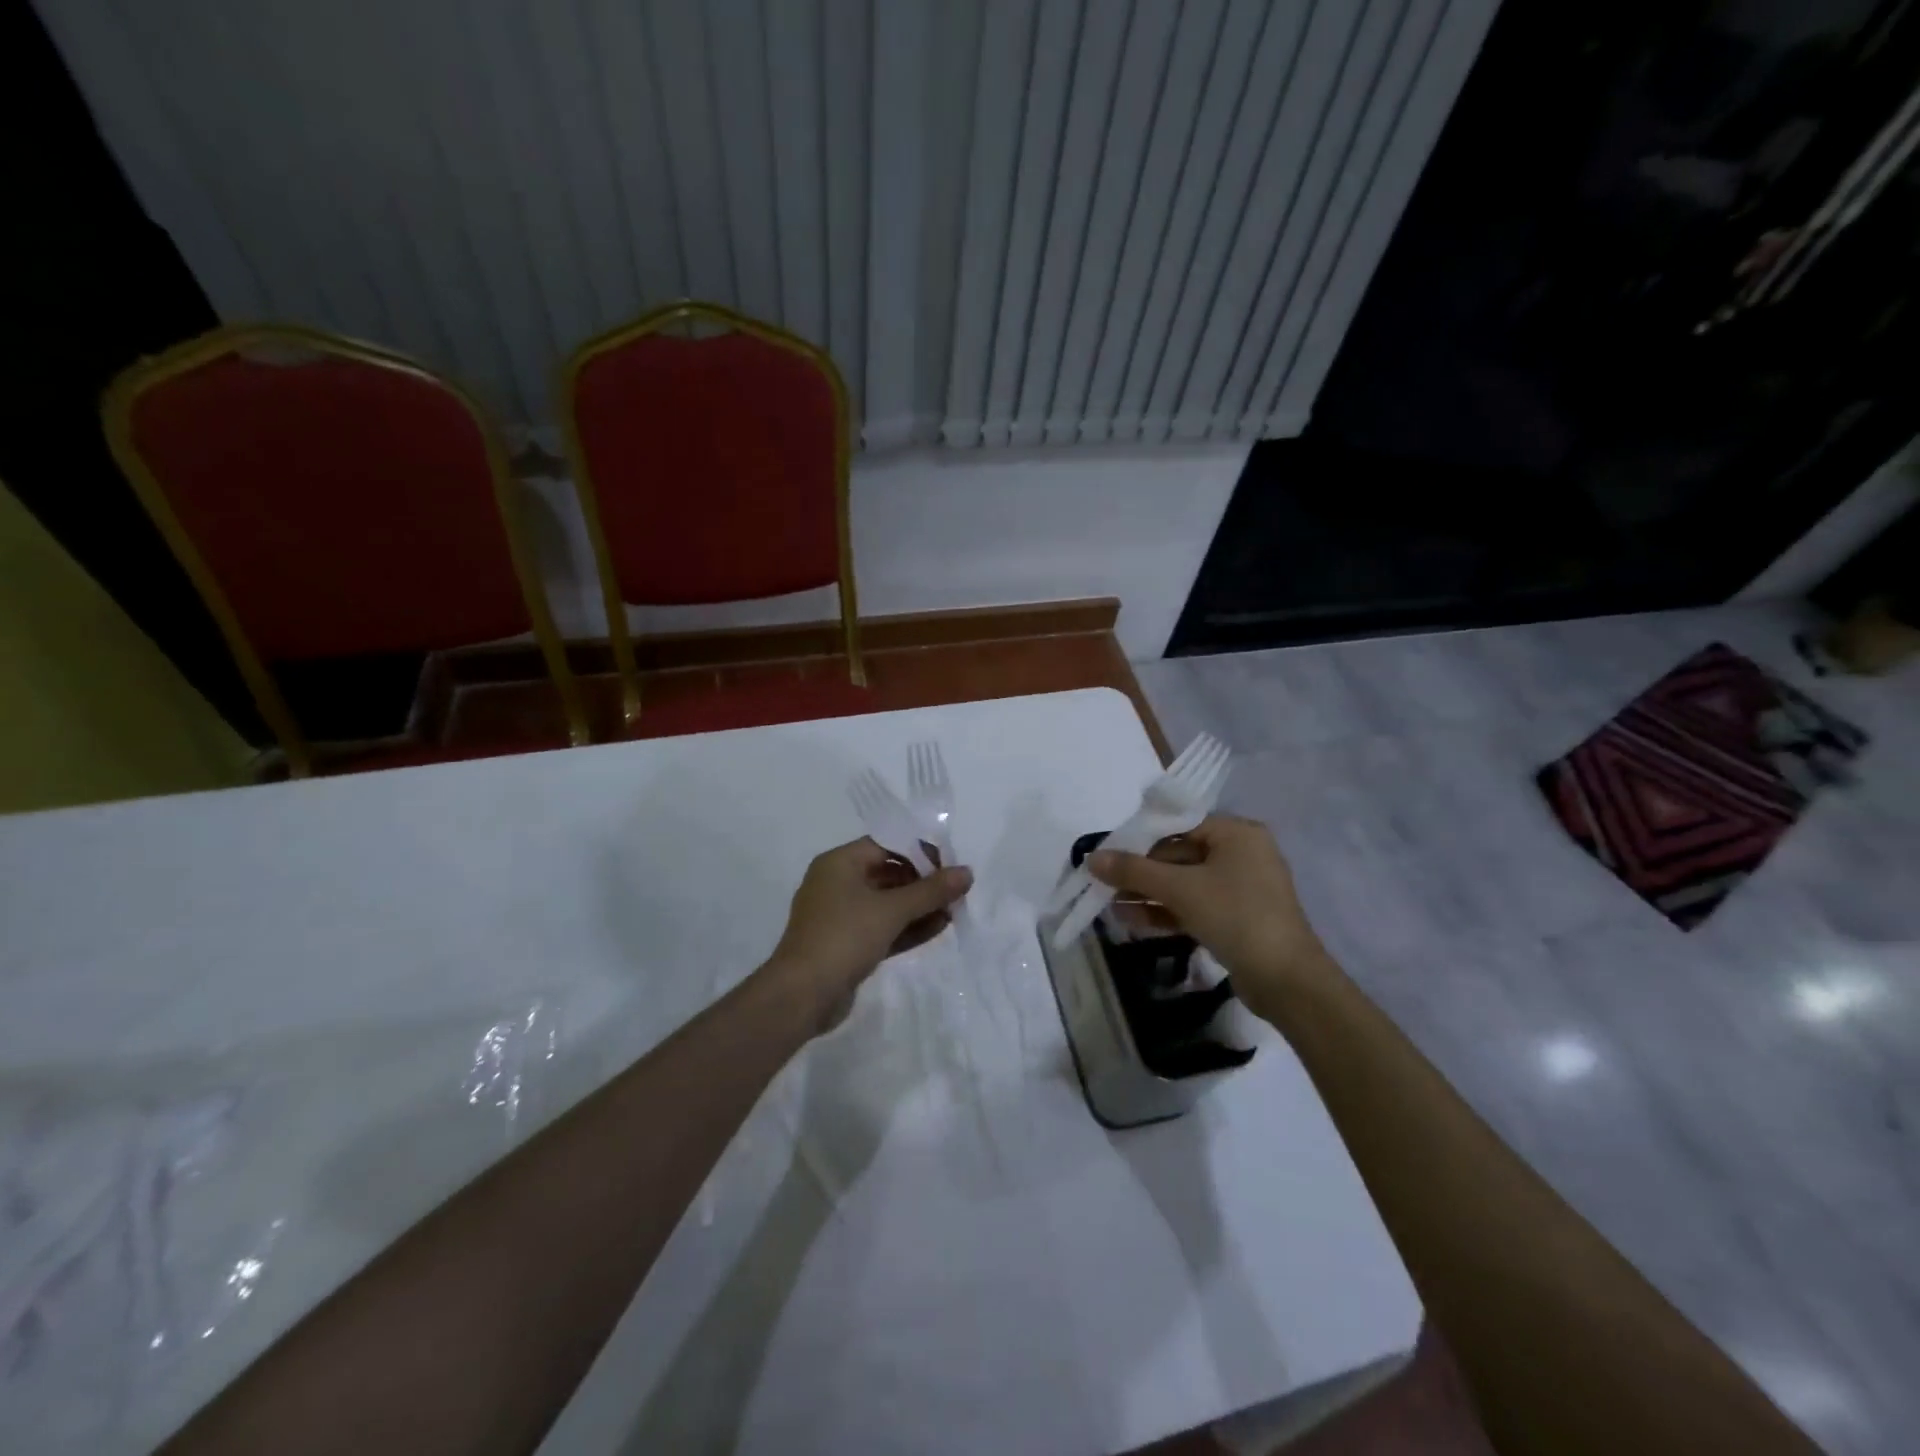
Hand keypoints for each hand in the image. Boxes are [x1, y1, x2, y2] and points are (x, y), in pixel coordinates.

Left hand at [765, 838, 972, 1028]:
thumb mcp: (892, 910)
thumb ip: (931, 890)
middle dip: (924, 883)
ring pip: (887, 903)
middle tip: (957, 892)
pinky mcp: (847, 944)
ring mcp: (840, 916)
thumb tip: (967, 872)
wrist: (801, 996)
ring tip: (954, 912)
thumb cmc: (844, 937)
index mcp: (839, 863)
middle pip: (888, 873)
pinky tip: (938, 928)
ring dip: (919, 907)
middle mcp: (837, 883)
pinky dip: (907, 927)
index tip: (950, 866)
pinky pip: (882, 927)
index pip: (886, 845)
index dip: (920, 852)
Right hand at [1088, 814, 1333, 1020]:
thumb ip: (1133, 870)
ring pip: (1184, 884)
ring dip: (1148, 895)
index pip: (1178, 826)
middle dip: (1141, 873)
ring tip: (1110, 907)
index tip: (1108, 854)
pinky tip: (1132, 922)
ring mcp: (1240, 888)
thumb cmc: (1235, 916)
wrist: (1286, 981)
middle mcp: (1241, 854)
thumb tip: (1091, 857)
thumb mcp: (1179, 889)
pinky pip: (1194, 906)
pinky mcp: (1236, 918)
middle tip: (1105, 884)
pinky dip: (1166, 912)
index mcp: (1236, 833)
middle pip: (1178, 855)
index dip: (1140, 839)